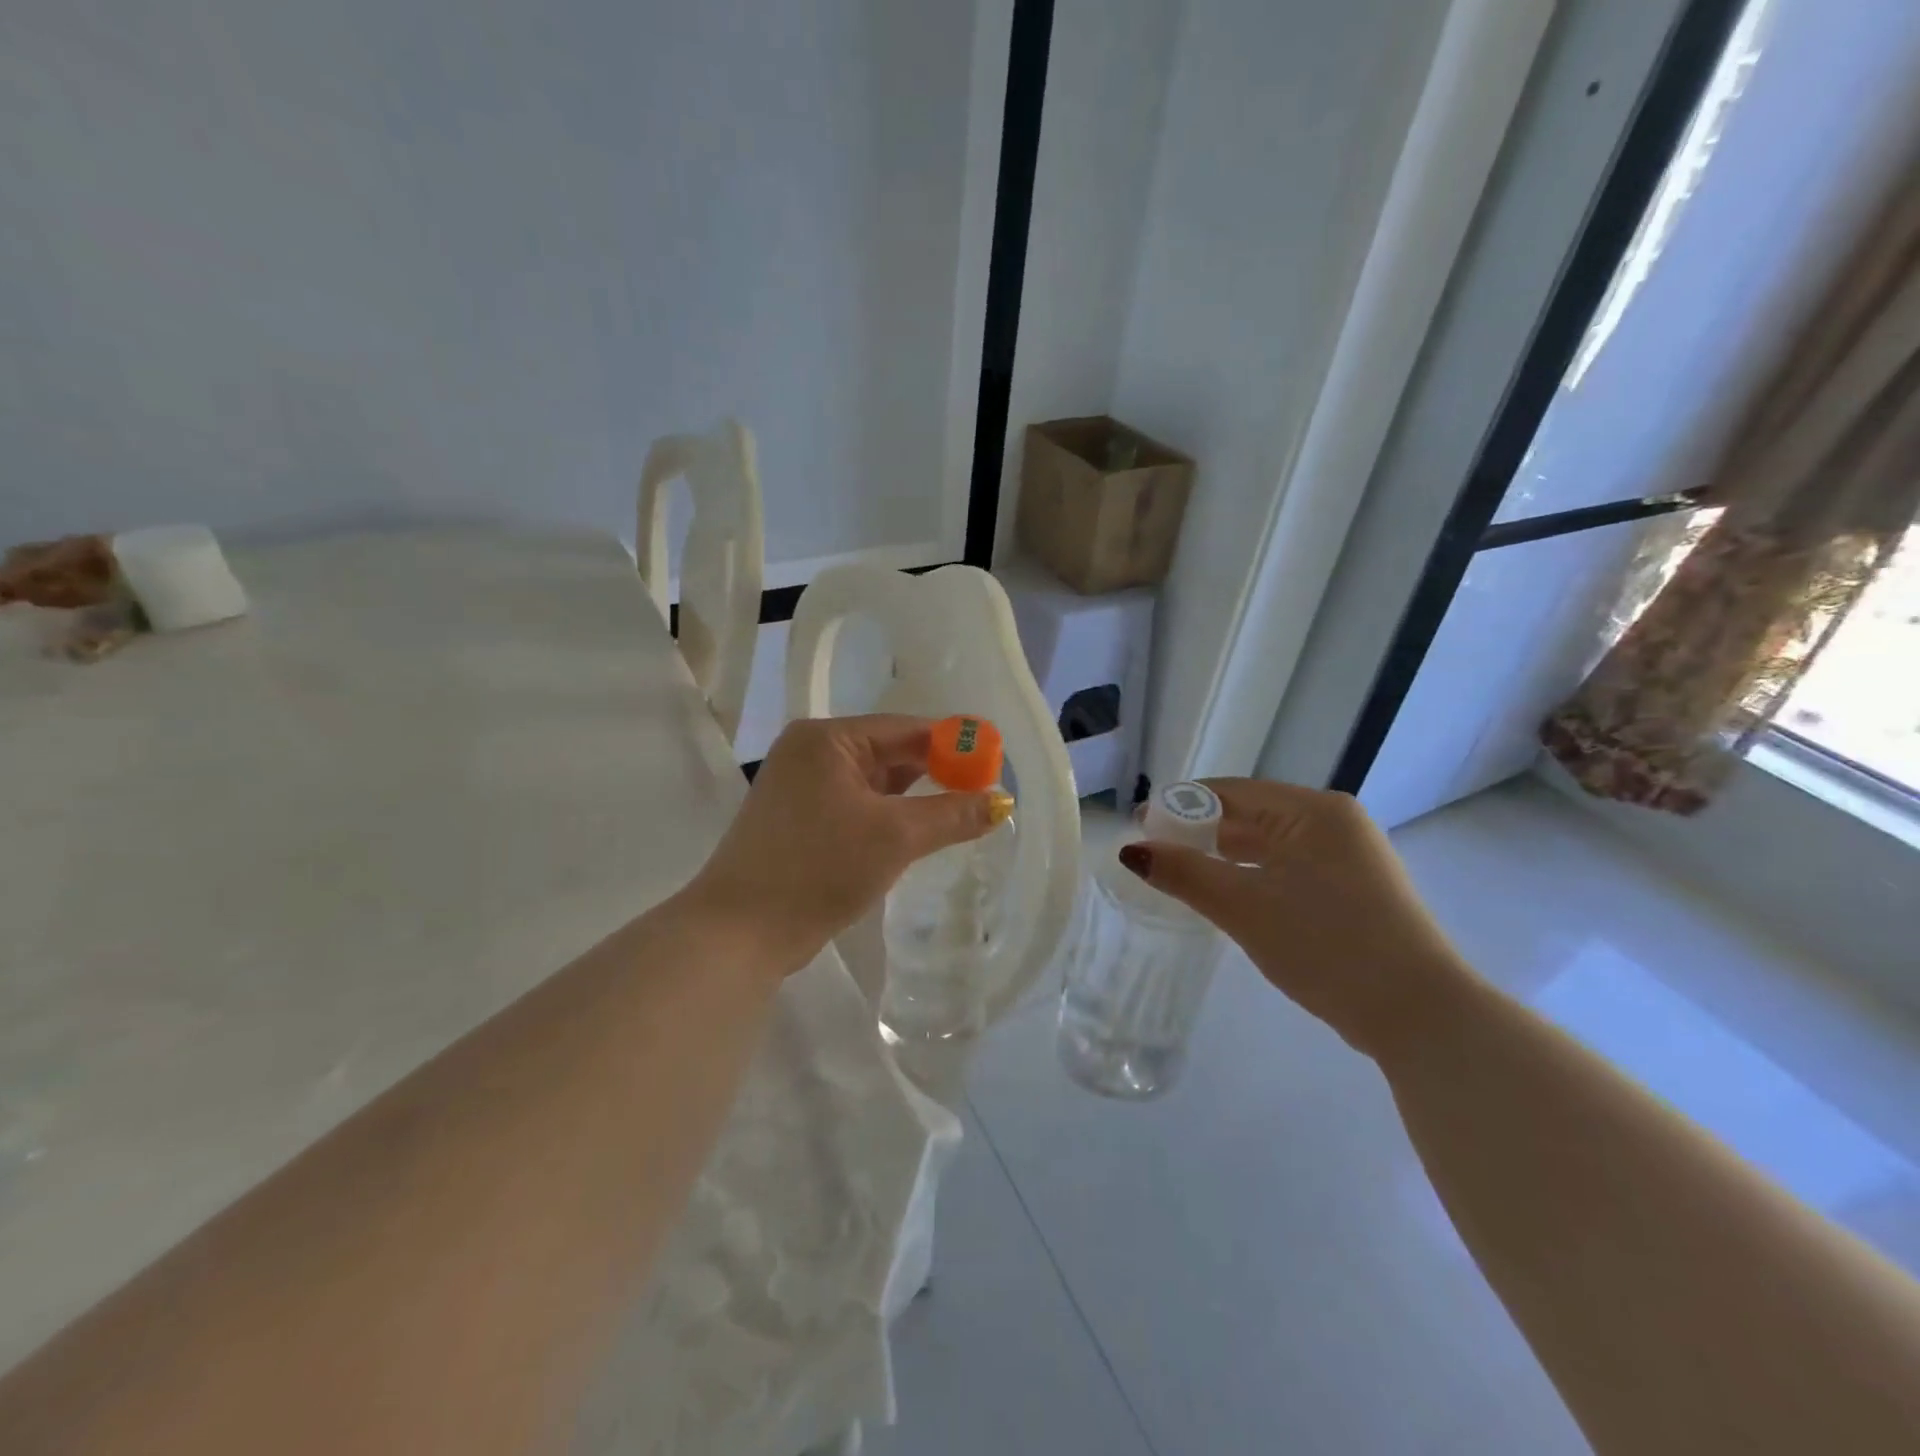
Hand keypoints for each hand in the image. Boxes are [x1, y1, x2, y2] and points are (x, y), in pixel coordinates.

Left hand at [685, 715, 1007, 979]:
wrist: (740, 932)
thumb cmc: (820, 868)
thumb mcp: (895, 837)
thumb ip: (952, 814)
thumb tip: (1003, 802)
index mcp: (827, 738)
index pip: (906, 728)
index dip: (954, 745)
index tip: (994, 766)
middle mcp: (810, 752)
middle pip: (889, 751)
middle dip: (935, 772)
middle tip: (982, 792)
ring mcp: (799, 786)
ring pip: (873, 782)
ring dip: (912, 797)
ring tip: (958, 812)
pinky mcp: (798, 819)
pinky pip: (855, 804)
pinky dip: (887, 815)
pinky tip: (915, 831)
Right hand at [1119, 779, 1474, 1058]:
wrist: (1420, 1014)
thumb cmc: (1326, 945)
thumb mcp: (1244, 906)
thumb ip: (1185, 873)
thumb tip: (1132, 851)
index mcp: (1313, 811)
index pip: (1230, 791)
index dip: (1180, 806)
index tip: (1140, 827)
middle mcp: (1335, 822)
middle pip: (1251, 814)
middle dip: (1201, 831)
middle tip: (1157, 855)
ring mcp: (1350, 856)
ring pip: (1271, 844)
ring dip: (1226, 856)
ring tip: (1184, 875)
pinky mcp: (1355, 889)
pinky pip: (1290, 867)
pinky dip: (1255, 875)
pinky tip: (1231, 896)